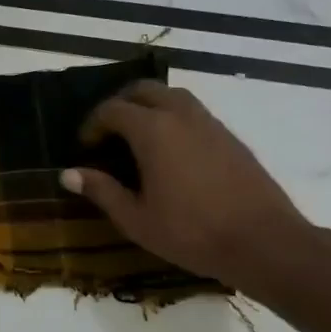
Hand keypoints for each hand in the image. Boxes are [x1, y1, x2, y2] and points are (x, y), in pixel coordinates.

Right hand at [62, 81, 305, 290]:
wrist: (262, 240)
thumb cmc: (191, 233)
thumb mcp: (136, 219)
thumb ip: (102, 191)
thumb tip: (68, 174)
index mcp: (153, 130)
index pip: (113, 110)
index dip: (92, 124)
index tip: (84, 147)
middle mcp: (181, 115)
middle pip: (144, 90)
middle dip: (120, 105)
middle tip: (108, 133)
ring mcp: (210, 123)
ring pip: (173, 96)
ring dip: (150, 107)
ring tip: (138, 138)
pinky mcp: (230, 136)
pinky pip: (193, 112)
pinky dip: (173, 118)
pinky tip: (171, 151)